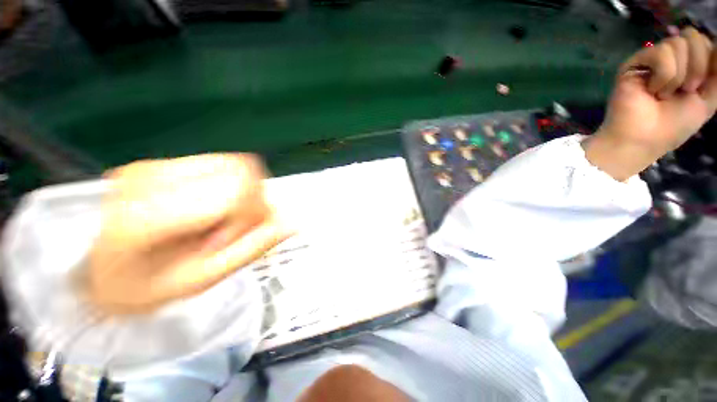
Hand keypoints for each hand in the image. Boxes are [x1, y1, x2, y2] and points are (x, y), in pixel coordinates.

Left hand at [88, 153, 290, 313]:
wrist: (90, 273)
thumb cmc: (141, 289)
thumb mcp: (199, 282)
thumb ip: (250, 250)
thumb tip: (291, 224)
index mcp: (149, 216)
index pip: (235, 191)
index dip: (248, 215)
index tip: (229, 240)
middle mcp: (151, 177)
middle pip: (242, 169)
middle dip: (253, 200)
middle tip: (235, 228)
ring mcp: (154, 165)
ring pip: (234, 163)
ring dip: (245, 192)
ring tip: (224, 219)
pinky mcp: (160, 163)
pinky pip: (218, 166)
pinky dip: (230, 187)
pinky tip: (212, 208)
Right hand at [584, 28, 716, 180]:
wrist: (643, 139)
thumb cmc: (676, 125)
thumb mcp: (709, 100)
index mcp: (688, 64)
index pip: (705, 41)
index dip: (710, 60)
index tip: (702, 86)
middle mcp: (671, 57)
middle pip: (693, 38)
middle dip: (696, 67)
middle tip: (685, 90)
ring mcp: (650, 59)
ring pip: (677, 44)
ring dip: (678, 76)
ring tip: (663, 94)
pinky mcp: (634, 62)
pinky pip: (661, 53)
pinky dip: (664, 76)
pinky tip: (652, 90)